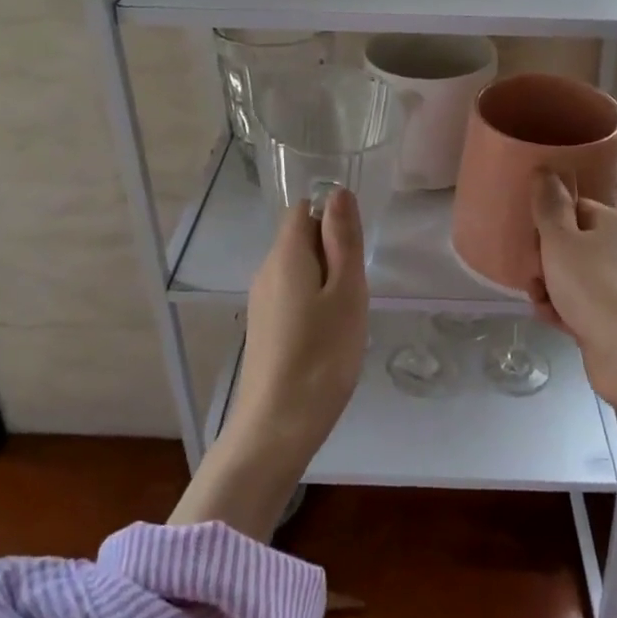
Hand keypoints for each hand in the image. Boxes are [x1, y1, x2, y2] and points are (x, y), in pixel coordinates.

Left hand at [229, 186, 369, 468]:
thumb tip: (337, 191)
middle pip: (300, 240)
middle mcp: (265, 271)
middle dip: (333, 254)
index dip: (332, 220)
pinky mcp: (262, 329)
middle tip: (355, 294)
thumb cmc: (322, 355)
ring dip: (326, 283)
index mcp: (285, 255)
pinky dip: (313, 306)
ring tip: (345, 320)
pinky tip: (327, 339)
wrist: (277, 426)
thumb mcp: (347, 292)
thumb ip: (343, 239)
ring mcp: (260, 302)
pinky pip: (291, 298)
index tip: (356, 255)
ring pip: (298, 271)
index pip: (304, 210)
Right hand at [530, 173, 616, 428]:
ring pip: (570, 276)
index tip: (529, 233)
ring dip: (548, 285)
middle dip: (543, 257)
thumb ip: (549, 205)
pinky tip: (548, 317)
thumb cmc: (593, 286)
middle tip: (530, 269)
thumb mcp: (561, 240)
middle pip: (570, 243)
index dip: (548, 218)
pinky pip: (577, 304)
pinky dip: (560, 309)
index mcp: (613, 222)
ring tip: (537, 297)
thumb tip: (544, 169)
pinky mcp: (612, 317)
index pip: (574, 206)